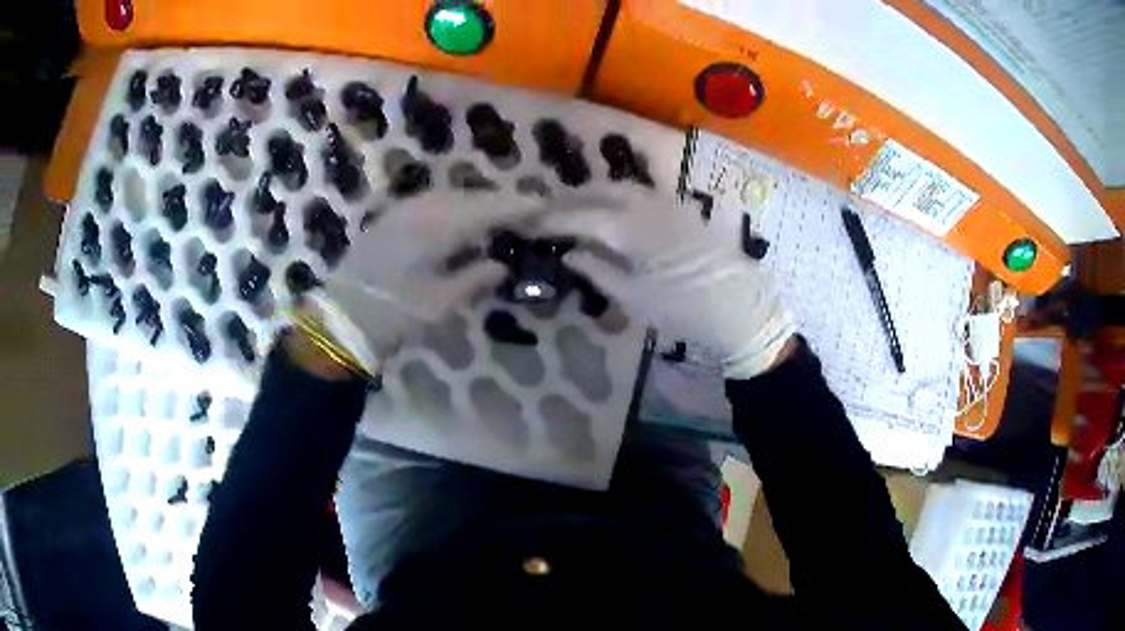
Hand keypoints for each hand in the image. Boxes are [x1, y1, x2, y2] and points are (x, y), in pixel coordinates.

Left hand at [301, 192, 545, 374]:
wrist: (341, 317)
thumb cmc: (395, 314)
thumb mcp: (441, 304)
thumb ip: (475, 279)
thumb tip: (501, 264)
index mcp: (439, 228)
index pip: (488, 210)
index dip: (517, 207)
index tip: (543, 207)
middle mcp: (422, 209)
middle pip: (470, 197)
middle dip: (499, 202)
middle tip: (525, 211)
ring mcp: (402, 210)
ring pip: (449, 196)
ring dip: (476, 202)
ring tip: (496, 214)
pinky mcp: (389, 218)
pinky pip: (431, 202)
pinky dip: (453, 206)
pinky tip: (458, 218)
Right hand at [540, 187, 794, 378]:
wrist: (739, 309)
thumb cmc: (684, 311)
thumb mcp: (634, 297)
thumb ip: (597, 270)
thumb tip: (569, 253)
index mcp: (629, 228)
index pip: (579, 215)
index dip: (550, 219)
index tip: (527, 225)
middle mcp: (646, 205)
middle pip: (597, 192)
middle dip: (567, 201)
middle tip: (545, 215)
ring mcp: (667, 203)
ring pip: (619, 188)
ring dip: (591, 195)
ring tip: (573, 211)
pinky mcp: (681, 209)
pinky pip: (640, 194)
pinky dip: (616, 198)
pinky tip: (610, 212)